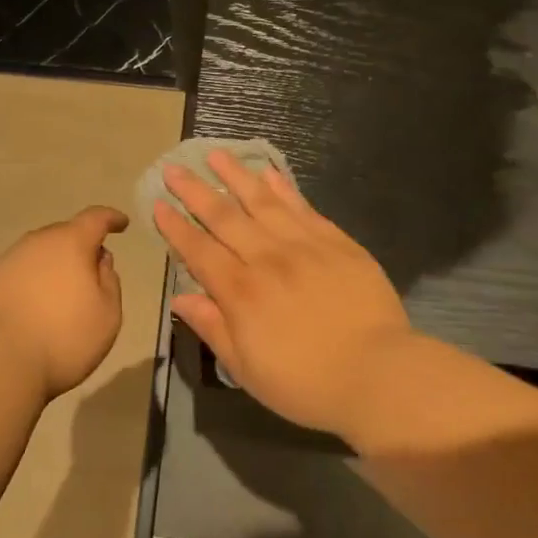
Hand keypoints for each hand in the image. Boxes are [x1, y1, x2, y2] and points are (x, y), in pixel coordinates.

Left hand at [0, 206, 129, 397]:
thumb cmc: (64, 337)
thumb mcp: (107, 314)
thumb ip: (110, 281)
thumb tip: (99, 260)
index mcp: (70, 243)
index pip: (95, 218)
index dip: (111, 218)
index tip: (121, 224)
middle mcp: (37, 243)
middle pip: (64, 235)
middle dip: (80, 247)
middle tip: (91, 272)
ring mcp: (7, 261)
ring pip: (38, 255)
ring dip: (53, 267)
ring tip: (60, 296)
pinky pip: (18, 274)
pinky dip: (30, 284)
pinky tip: (32, 310)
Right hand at [154, 152, 412, 432]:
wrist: (379, 375)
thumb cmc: (306, 383)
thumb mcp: (247, 369)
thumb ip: (213, 327)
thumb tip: (180, 298)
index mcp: (240, 292)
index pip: (199, 250)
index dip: (176, 227)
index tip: (158, 204)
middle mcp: (266, 259)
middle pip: (224, 217)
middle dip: (195, 191)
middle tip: (174, 167)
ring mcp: (303, 246)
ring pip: (262, 202)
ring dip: (235, 176)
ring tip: (216, 154)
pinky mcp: (336, 242)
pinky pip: (303, 208)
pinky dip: (283, 188)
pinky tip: (269, 172)